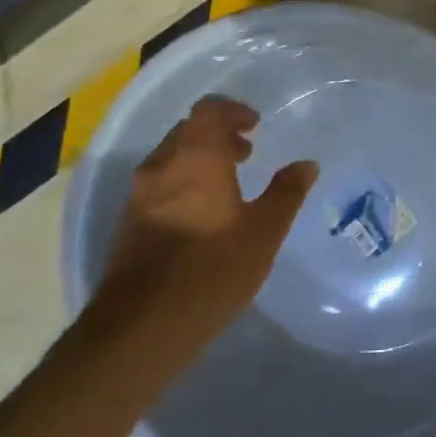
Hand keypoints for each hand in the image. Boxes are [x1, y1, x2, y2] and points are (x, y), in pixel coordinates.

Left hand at [98, 97, 316, 370]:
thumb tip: (306, 164)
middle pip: (188, 131)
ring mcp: (139, 194)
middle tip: (247, 153)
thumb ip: (286, 192)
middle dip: (218, 135)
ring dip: (200, 159)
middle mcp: (162, 166)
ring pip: (172, 158)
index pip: (209, 111)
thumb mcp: (265, 231)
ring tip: (228, 183)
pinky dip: (183, 182)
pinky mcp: (129, 222)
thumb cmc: (213, 268)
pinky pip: (160, 184)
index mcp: (196, 157)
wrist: (142, 326)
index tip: (256, 125)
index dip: (233, 111)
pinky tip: (203, 213)